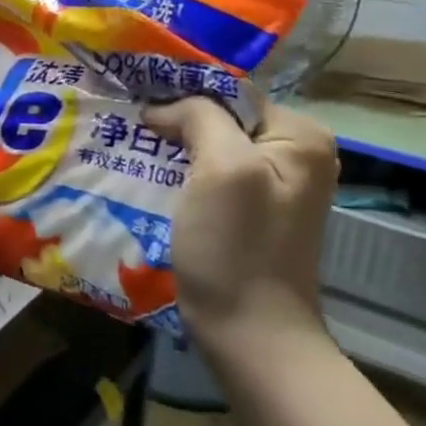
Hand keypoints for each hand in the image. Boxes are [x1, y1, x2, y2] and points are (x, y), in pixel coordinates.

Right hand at [143, 96, 338, 355]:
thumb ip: (200, 117)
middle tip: (126, 125)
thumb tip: (164, 106)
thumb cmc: (236, 246)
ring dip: (171, 148)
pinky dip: (178, 174)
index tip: (136, 102)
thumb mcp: (222, 168)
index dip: (183, 94)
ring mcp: (271, 187)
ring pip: (209, 147)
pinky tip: (147, 178)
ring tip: (128, 148)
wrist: (249, 332)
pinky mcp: (247, 213)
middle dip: (175, 121)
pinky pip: (208, 177)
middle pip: (221, 118)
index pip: (231, 92)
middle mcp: (294, 155)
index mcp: (300, 136)